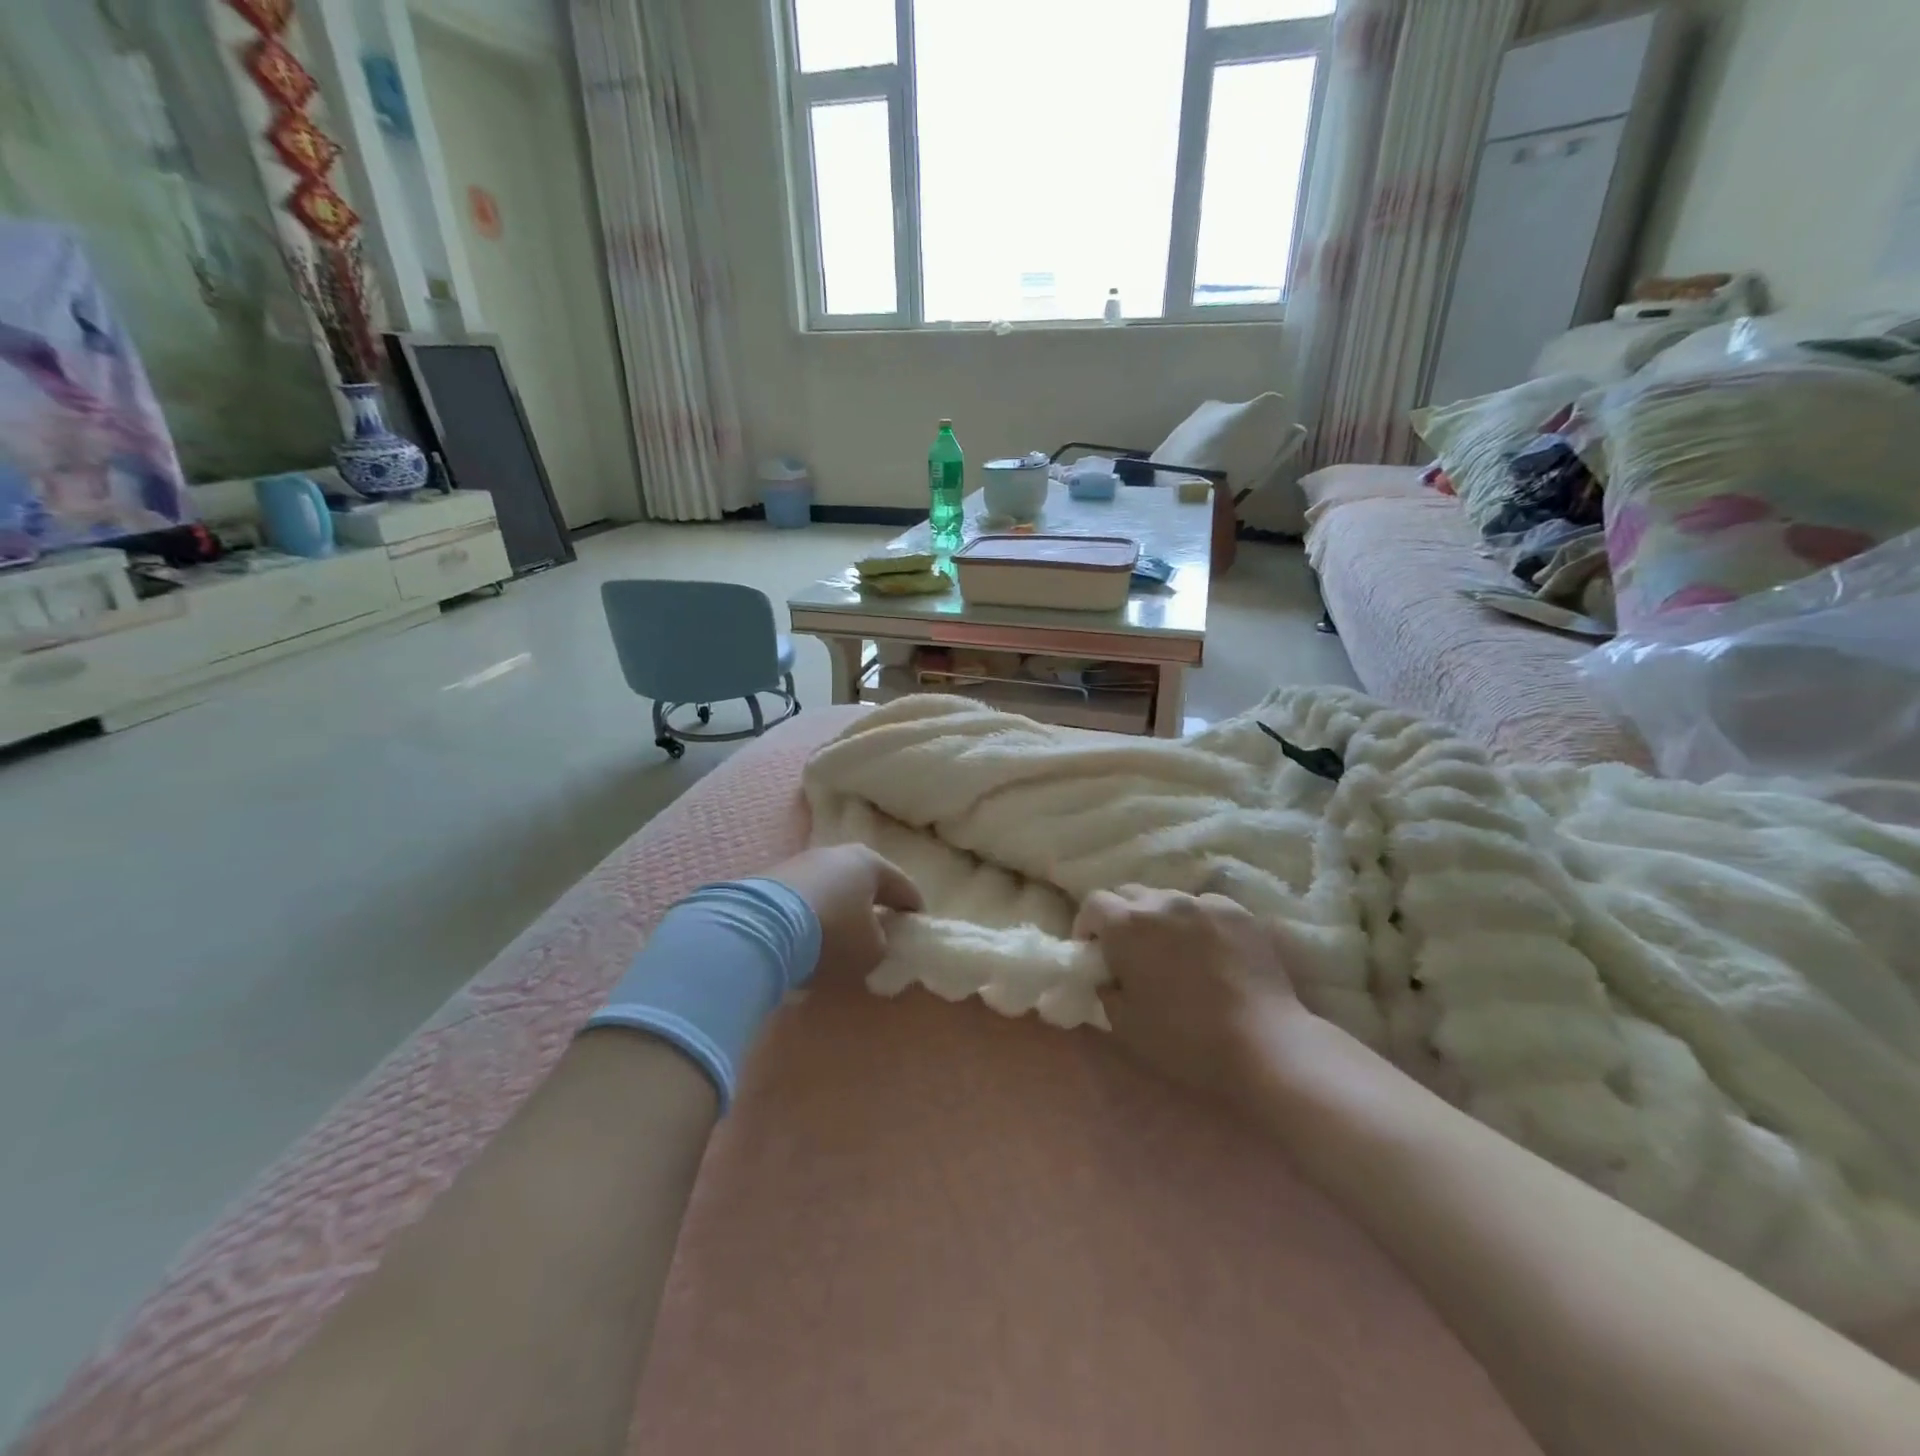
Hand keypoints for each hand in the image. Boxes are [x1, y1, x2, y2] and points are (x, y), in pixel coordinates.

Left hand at [767, 844, 922, 982]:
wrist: (760, 926)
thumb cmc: (832, 933)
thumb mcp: (871, 950)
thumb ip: (883, 943)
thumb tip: (874, 939)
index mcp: (871, 863)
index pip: (904, 886)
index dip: (914, 909)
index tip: (917, 928)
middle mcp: (839, 853)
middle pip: (867, 880)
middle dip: (876, 902)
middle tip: (882, 927)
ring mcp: (803, 861)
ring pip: (834, 885)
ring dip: (842, 906)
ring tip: (842, 933)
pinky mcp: (774, 876)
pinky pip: (807, 895)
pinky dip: (814, 911)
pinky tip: (810, 932)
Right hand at [1075, 885, 1305, 1105]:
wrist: (1263, 1043)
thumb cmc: (1184, 1039)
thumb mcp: (1124, 1023)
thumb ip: (1106, 989)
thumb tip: (1107, 975)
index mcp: (1126, 925)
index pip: (1093, 903)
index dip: (1087, 926)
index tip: (1093, 952)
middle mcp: (1162, 902)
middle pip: (1129, 894)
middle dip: (1121, 917)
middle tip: (1129, 951)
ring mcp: (1203, 903)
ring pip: (1168, 898)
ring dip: (1160, 918)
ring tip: (1172, 950)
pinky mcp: (1237, 912)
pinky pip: (1204, 907)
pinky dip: (1196, 923)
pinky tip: (1208, 952)